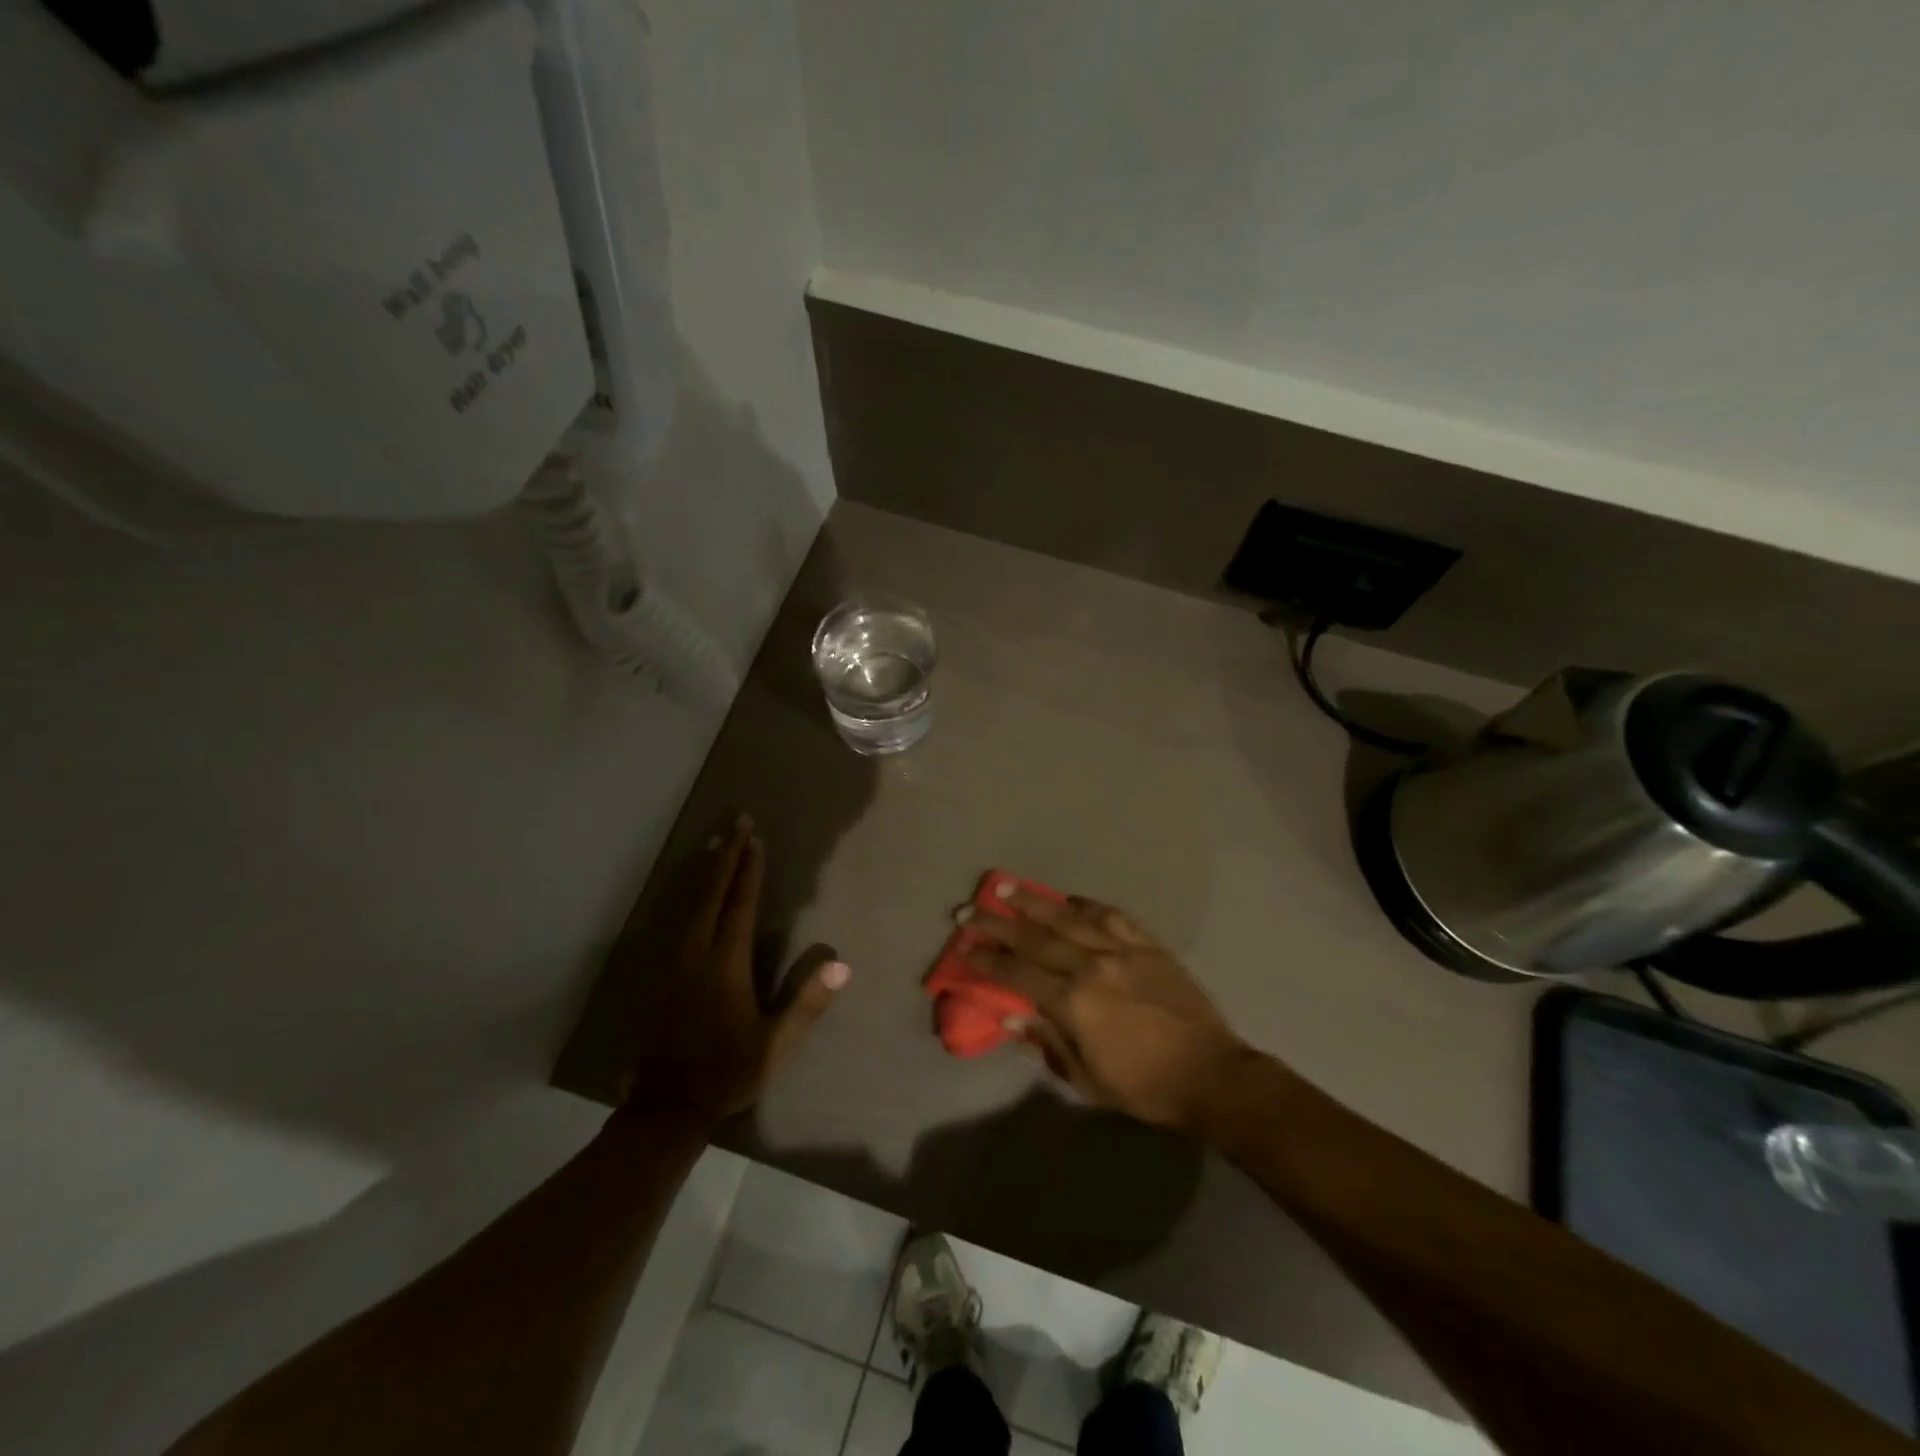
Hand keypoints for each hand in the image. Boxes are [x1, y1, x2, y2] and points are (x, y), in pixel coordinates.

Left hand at [615, 816, 847, 1122]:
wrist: (665, 1105)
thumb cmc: (728, 1071)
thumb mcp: (776, 1043)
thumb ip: (807, 1002)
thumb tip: (842, 964)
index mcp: (726, 964)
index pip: (740, 905)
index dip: (749, 871)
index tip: (756, 840)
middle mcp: (696, 952)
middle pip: (710, 893)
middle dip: (725, 855)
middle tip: (737, 822)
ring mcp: (671, 961)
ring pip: (687, 902)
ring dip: (702, 869)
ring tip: (713, 842)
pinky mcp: (655, 973)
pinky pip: (671, 920)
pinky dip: (682, 895)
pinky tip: (685, 889)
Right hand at [960, 888, 1249, 1135]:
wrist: (1211, 1074)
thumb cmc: (1144, 1086)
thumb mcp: (1087, 1078)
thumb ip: (1046, 1040)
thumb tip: (1009, 1013)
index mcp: (1075, 1003)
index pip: (1019, 973)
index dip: (987, 959)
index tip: (964, 946)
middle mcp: (1093, 966)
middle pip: (1036, 937)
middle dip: (997, 923)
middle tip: (968, 909)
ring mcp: (1123, 950)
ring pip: (1070, 916)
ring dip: (1034, 901)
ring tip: (1006, 886)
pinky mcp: (1148, 944)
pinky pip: (1112, 915)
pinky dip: (1086, 905)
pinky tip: (1069, 899)